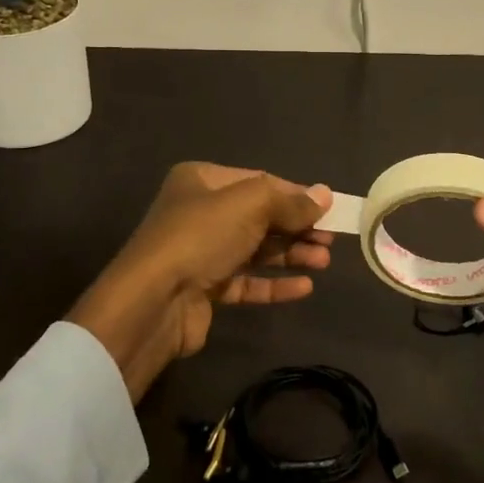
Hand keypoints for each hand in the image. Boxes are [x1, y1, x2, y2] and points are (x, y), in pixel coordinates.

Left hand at [68, 163, 334, 400]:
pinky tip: (304, 287)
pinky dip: (275, 283)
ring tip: (323, 262)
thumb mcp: (250, 205)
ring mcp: (202, 252)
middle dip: (297, 227)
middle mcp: (201, 212)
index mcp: (203, 180)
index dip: (296, 195)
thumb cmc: (201, 236)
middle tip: (330, 240)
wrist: (153, 301)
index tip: (329, 210)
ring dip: (291, 254)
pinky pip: (248, 281)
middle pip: (261, 216)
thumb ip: (289, 200)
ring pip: (257, 249)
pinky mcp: (206, 288)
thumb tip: (325, 195)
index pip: (260, 181)